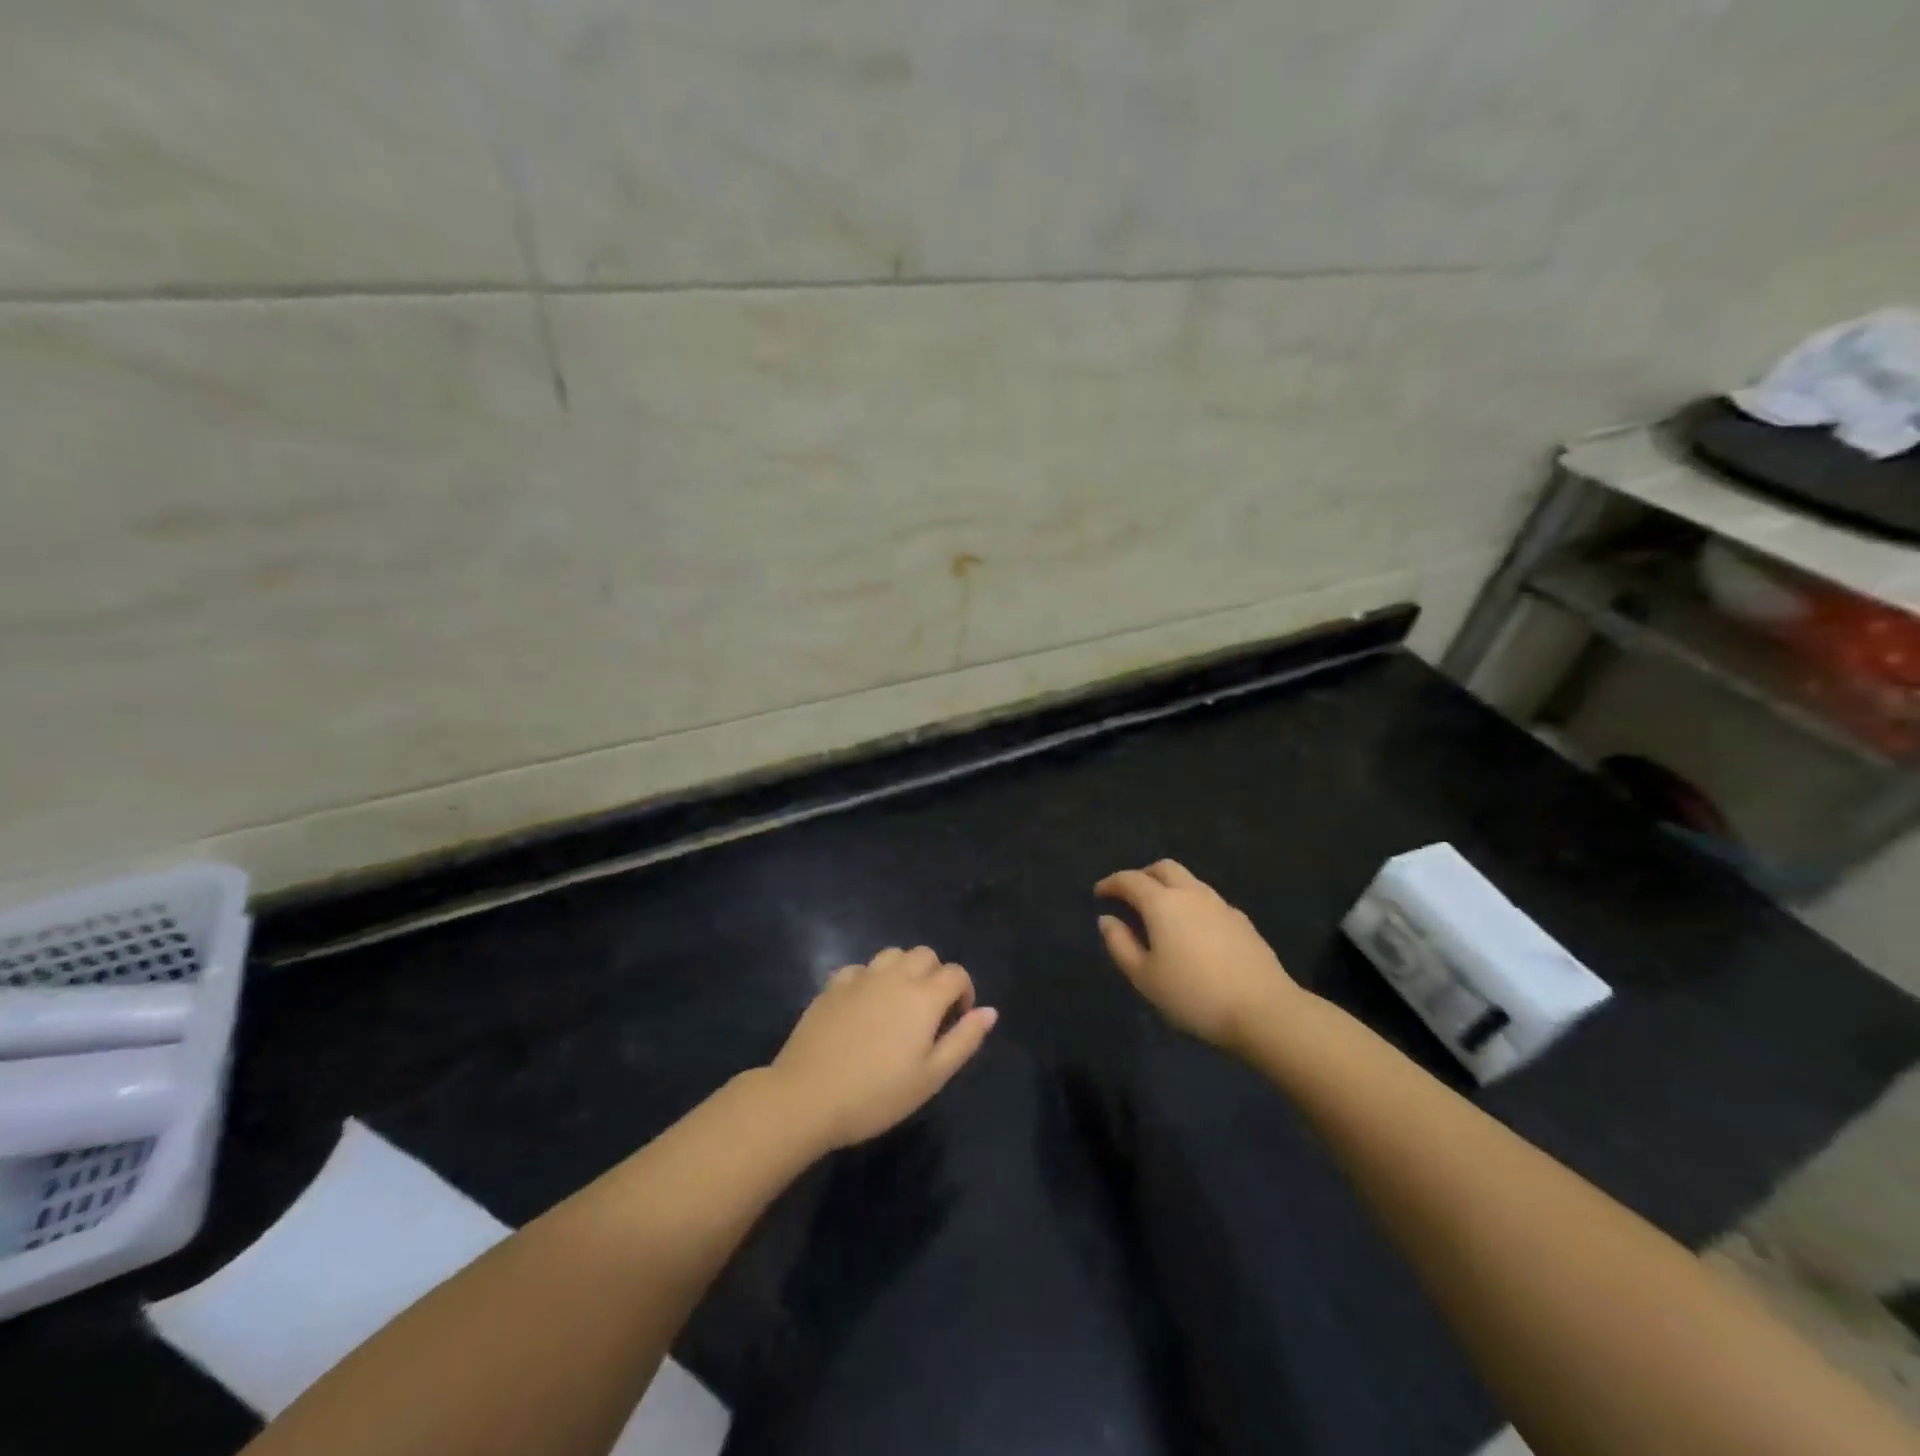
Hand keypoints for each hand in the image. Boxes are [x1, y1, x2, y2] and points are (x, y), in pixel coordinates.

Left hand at [769, 946, 997, 1150]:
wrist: (806, 1097)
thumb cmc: (876, 1095)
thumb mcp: (931, 1077)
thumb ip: (964, 1040)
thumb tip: (990, 1011)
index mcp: (923, 996)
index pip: (956, 973)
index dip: (964, 992)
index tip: (957, 1021)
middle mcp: (894, 976)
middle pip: (925, 955)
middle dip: (936, 975)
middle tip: (930, 1013)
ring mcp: (860, 978)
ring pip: (892, 954)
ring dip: (904, 970)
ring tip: (898, 1005)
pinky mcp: (832, 986)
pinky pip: (860, 969)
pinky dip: (870, 980)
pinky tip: (863, 1007)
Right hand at [1095, 860, 1300, 1047]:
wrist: (1264, 1010)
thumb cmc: (1194, 995)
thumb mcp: (1144, 977)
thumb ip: (1120, 944)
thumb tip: (1107, 920)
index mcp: (1163, 903)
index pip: (1131, 880)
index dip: (1112, 883)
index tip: (1100, 893)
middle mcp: (1192, 894)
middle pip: (1164, 868)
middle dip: (1142, 875)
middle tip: (1129, 895)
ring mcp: (1221, 905)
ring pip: (1190, 881)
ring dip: (1169, 887)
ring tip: (1159, 913)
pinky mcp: (1242, 921)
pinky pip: (1208, 901)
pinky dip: (1191, 904)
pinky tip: (1192, 931)